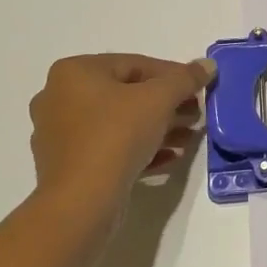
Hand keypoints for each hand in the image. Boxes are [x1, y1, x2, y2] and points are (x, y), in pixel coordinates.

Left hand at [29, 53, 215, 225]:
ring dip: (158, 128)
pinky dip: (140, 149)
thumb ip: (185, 78)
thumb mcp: (159, 100)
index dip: (173, 75)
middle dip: (167, 105)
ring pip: (119, 123)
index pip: (135, 64)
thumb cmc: (117, 136)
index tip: (199, 89)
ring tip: (189, 138)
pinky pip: (109, 148)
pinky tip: (170, 158)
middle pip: (126, 94)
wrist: (82, 202)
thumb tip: (207, 65)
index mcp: (74, 72)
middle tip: (196, 114)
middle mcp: (59, 97)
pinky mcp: (68, 165)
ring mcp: (60, 134)